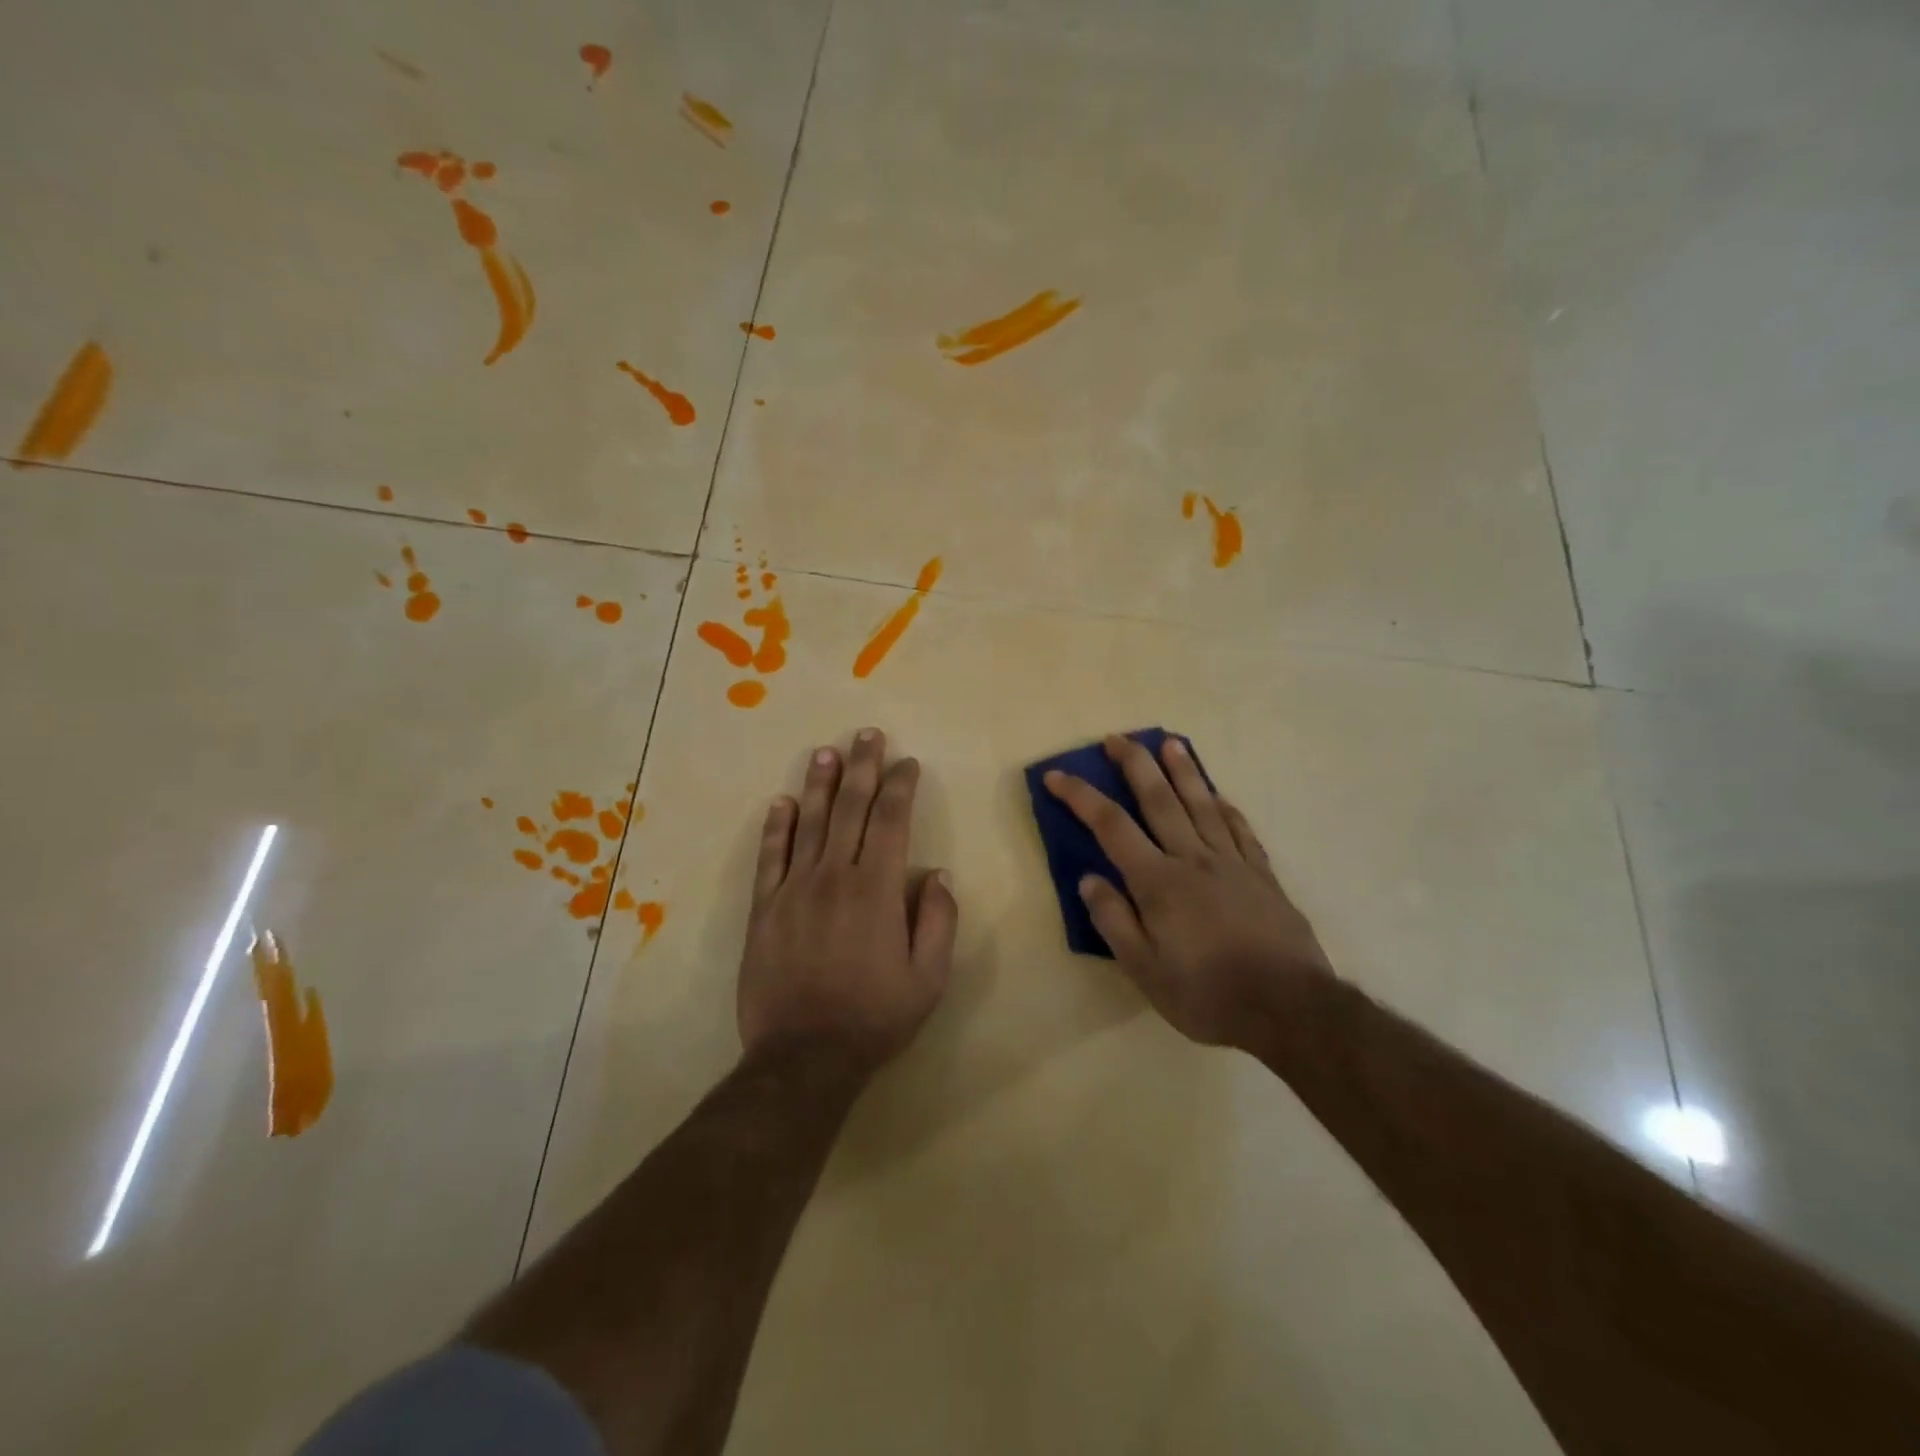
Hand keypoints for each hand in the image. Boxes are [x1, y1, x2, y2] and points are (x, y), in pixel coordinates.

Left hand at [739, 729, 957, 1072]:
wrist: (803, 1057)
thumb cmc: (874, 1018)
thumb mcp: (929, 979)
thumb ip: (938, 921)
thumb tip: (938, 875)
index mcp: (877, 890)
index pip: (891, 821)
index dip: (900, 787)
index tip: (907, 763)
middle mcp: (835, 877)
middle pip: (850, 808)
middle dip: (862, 767)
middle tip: (867, 735)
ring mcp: (794, 890)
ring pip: (808, 823)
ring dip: (818, 784)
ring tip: (826, 751)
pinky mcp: (764, 909)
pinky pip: (770, 858)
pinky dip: (775, 828)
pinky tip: (780, 803)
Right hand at [1045, 735, 1332, 1050]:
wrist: (1289, 1009)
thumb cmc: (1207, 994)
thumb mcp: (1145, 970)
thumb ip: (1114, 921)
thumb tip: (1088, 880)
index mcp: (1159, 882)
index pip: (1111, 826)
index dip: (1081, 796)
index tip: (1058, 775)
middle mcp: (1193, 860)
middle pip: (1160, 800)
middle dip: (1135, 765)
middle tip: (1117, 738)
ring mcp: (1232, 864)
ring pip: (1202, 805)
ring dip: (1184, 771)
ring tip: (1171, 743)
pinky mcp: (1262, 875)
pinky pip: (1240, 830)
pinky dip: (1226, 807)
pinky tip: (1219, 795)